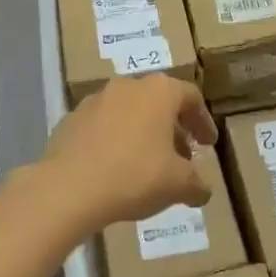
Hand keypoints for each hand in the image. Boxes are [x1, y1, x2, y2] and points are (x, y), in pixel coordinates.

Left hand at [40, 75, 217, 233]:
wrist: (68, 188)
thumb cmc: (134, 176)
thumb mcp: (178, 184)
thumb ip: (197, 183)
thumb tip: (202, 190)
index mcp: (160, 91)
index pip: (191, 97)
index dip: (203, 121)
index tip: (208, 144)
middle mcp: (128, 86)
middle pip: (159, 101)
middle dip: (172, 127)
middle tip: (181, 154)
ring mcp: (95, 100)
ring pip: (128, 111)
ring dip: (142, 132)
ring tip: (147, 162)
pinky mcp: (70, 119)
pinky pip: (102, 126)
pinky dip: (114, 140)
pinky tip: (115, 167)